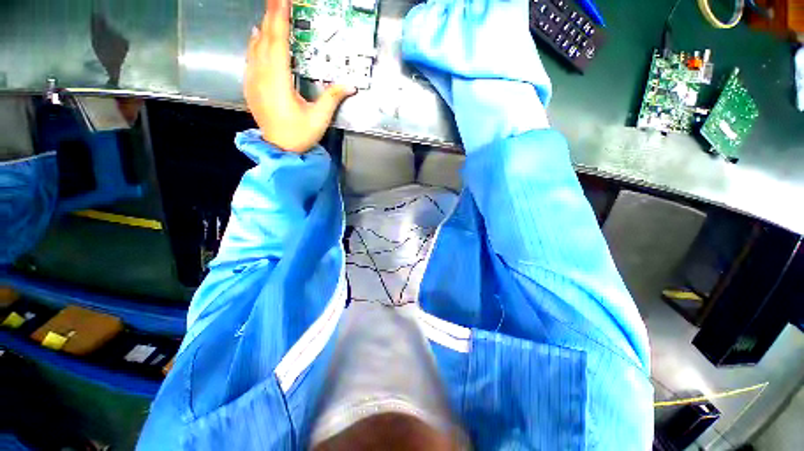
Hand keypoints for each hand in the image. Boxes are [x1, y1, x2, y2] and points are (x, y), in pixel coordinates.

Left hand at [245, 0, 355, 152]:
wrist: (280, 150)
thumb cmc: (300, 135)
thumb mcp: (319, 118)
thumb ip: (333, 98)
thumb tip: (351, 85)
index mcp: (278, 81)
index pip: (278, 42)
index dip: (280, 18)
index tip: (282, 0)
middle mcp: (262, 76)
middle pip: (265, 39)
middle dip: (271, 16)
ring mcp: (253, 81)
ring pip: (255, 46)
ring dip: (263, 27)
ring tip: (270, 12)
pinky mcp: (251, 87)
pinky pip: (250, 58)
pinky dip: (254, 43)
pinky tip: (257, 35)